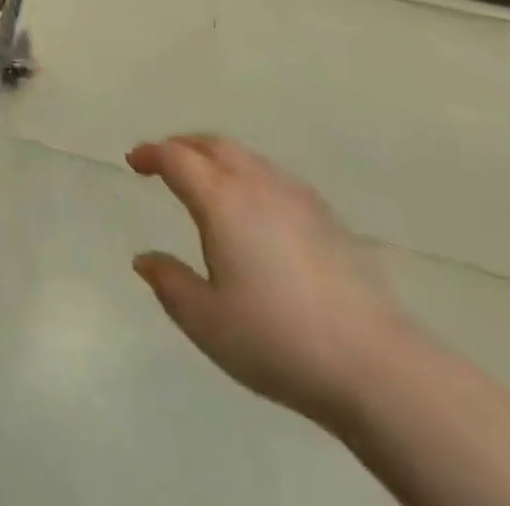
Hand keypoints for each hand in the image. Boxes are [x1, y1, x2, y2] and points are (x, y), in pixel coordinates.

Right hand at [127, 135, 414, 426]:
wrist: (375, 365)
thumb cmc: (278, 340)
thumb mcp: (206, 322)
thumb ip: (169, 283)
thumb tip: (144, 259)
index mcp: (220, 200)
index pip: (175, 158)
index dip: (150, 154)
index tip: (134, 162)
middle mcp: (255, 183)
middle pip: (211, 144)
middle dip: (181, 145)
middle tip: (163, 160)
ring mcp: (294, 195)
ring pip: (244, 155)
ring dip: (214, 156)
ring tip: (204, 178)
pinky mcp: (325, 214)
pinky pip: (271, 173)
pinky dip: (246, 172)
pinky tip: (252, 204)